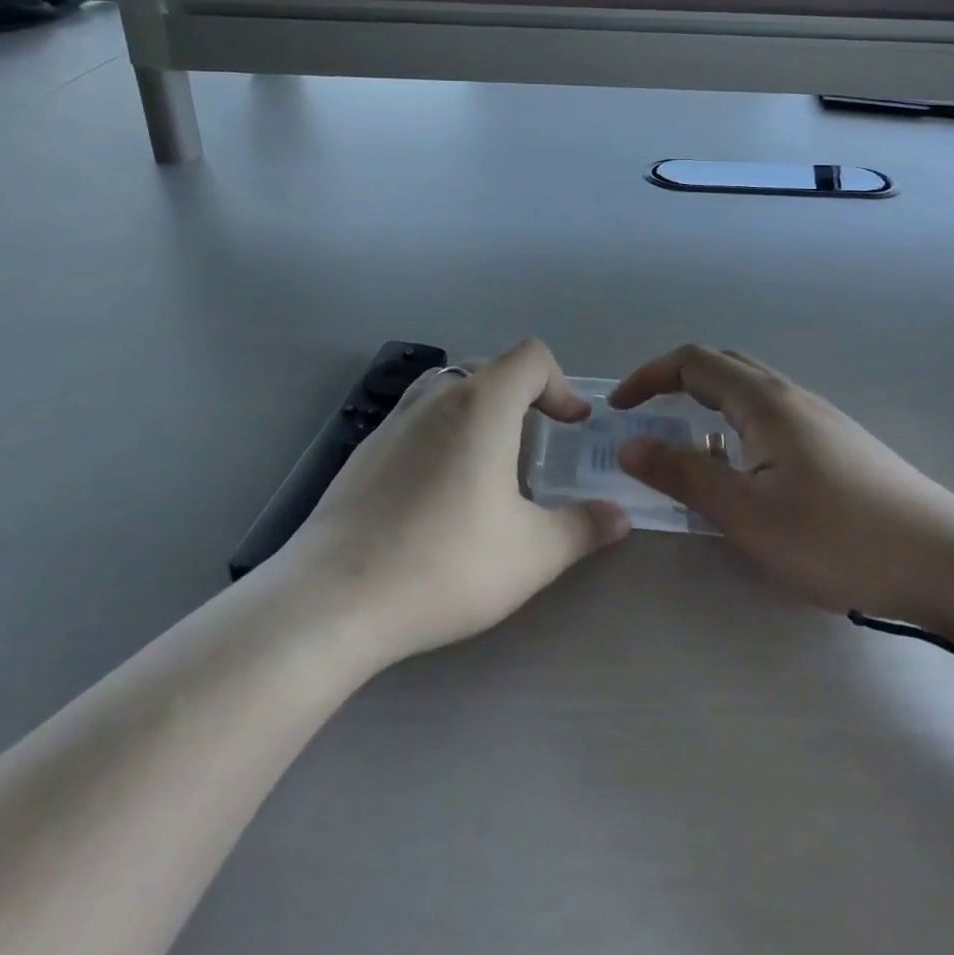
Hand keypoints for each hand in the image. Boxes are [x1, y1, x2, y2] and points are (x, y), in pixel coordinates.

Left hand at [279, 339, 630, 663]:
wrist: (334, 598)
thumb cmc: (445, 563)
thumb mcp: (532, 554)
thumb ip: (583, 528)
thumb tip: (619, 515)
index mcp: (481, 405)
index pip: (531, 357)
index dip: (562, 384)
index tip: (572, 426)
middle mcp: (436, 398)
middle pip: (490, 369)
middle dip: (524, 397)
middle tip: (538, 445)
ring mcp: (393, 421)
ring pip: (449, 391)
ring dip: (480, 412)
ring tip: (489, 465)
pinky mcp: (364, 450)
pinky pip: (416, 420)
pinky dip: (442, 434)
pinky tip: (437, 494)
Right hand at [611, 346, 953, 640]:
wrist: (947, 562)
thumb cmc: (837, 537)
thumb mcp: (748, 514)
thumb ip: (685, 474)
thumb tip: (628, 442)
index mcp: (764, 402)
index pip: (693, 362)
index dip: (649, 376)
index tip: (618, 407)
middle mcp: (790, 396)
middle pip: (722, 367)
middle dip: (675, 383)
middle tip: (646, 417)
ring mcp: (819, 418)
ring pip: (749, 394)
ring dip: (707, 407)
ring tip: (687, 448)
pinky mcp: (837, 444)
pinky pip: (771, 417)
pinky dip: (736, 427)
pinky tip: (745, 473)